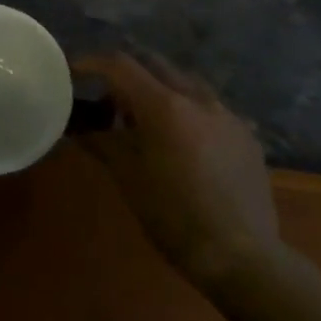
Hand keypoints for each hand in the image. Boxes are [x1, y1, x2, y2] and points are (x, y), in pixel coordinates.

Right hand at [74, 52, 279, 279]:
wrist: (242, 256)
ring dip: (160, 90)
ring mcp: (226, 115)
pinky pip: (210, 107)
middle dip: (127, 75)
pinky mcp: (246, 135)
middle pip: (154, 65)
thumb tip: (77, 127)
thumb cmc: (174, 216)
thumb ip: (101, 142)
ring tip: (146, 120)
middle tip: (108, 100)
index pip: (120, 65)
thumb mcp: (128, 178)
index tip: (73, 71)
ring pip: (185, 82)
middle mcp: (197, 99)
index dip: (92, 63)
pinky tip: (184, 142)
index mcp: (164, 106)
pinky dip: (187, 111)